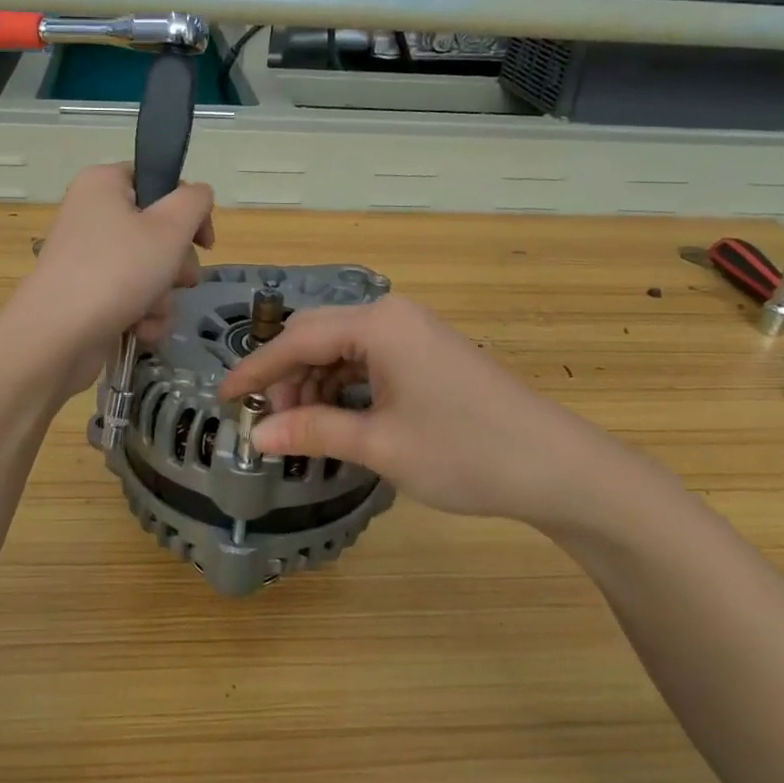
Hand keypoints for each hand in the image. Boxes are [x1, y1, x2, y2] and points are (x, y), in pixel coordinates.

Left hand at [12, 163, 215, 394]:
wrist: (58, 337)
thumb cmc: (117, 271)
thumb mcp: (170, 228)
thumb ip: (195, 201)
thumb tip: (198, 194)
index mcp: (103, 184)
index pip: (156, 180)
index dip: (186, 210)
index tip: (203, 241)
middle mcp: (91, 215)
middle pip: (156, 231)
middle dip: (176, 264)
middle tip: (179, 279)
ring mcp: (87, 258)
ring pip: (148, 271)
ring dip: (162, 297)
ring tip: (151, 311)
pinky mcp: (87, 295)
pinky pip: (130, 298)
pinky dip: (142, 315)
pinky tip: (139, 330)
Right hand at [217, 296, 677, 533]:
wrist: (558, 467)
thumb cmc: (464, 451)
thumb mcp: (380, 444)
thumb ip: (314, 432)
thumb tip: (257, 436)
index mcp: (378, 324)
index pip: (297, 339)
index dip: (256, 370)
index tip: (224, 398)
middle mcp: (393, 316)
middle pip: (318, 337)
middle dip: (288, 378)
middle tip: (272, 425)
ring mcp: (414, 333)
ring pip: (343, 349)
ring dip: (316, 385)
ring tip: (305, 429)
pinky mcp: (429, 354)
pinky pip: (370, 360)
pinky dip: (346, 387)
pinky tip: (340, 419)